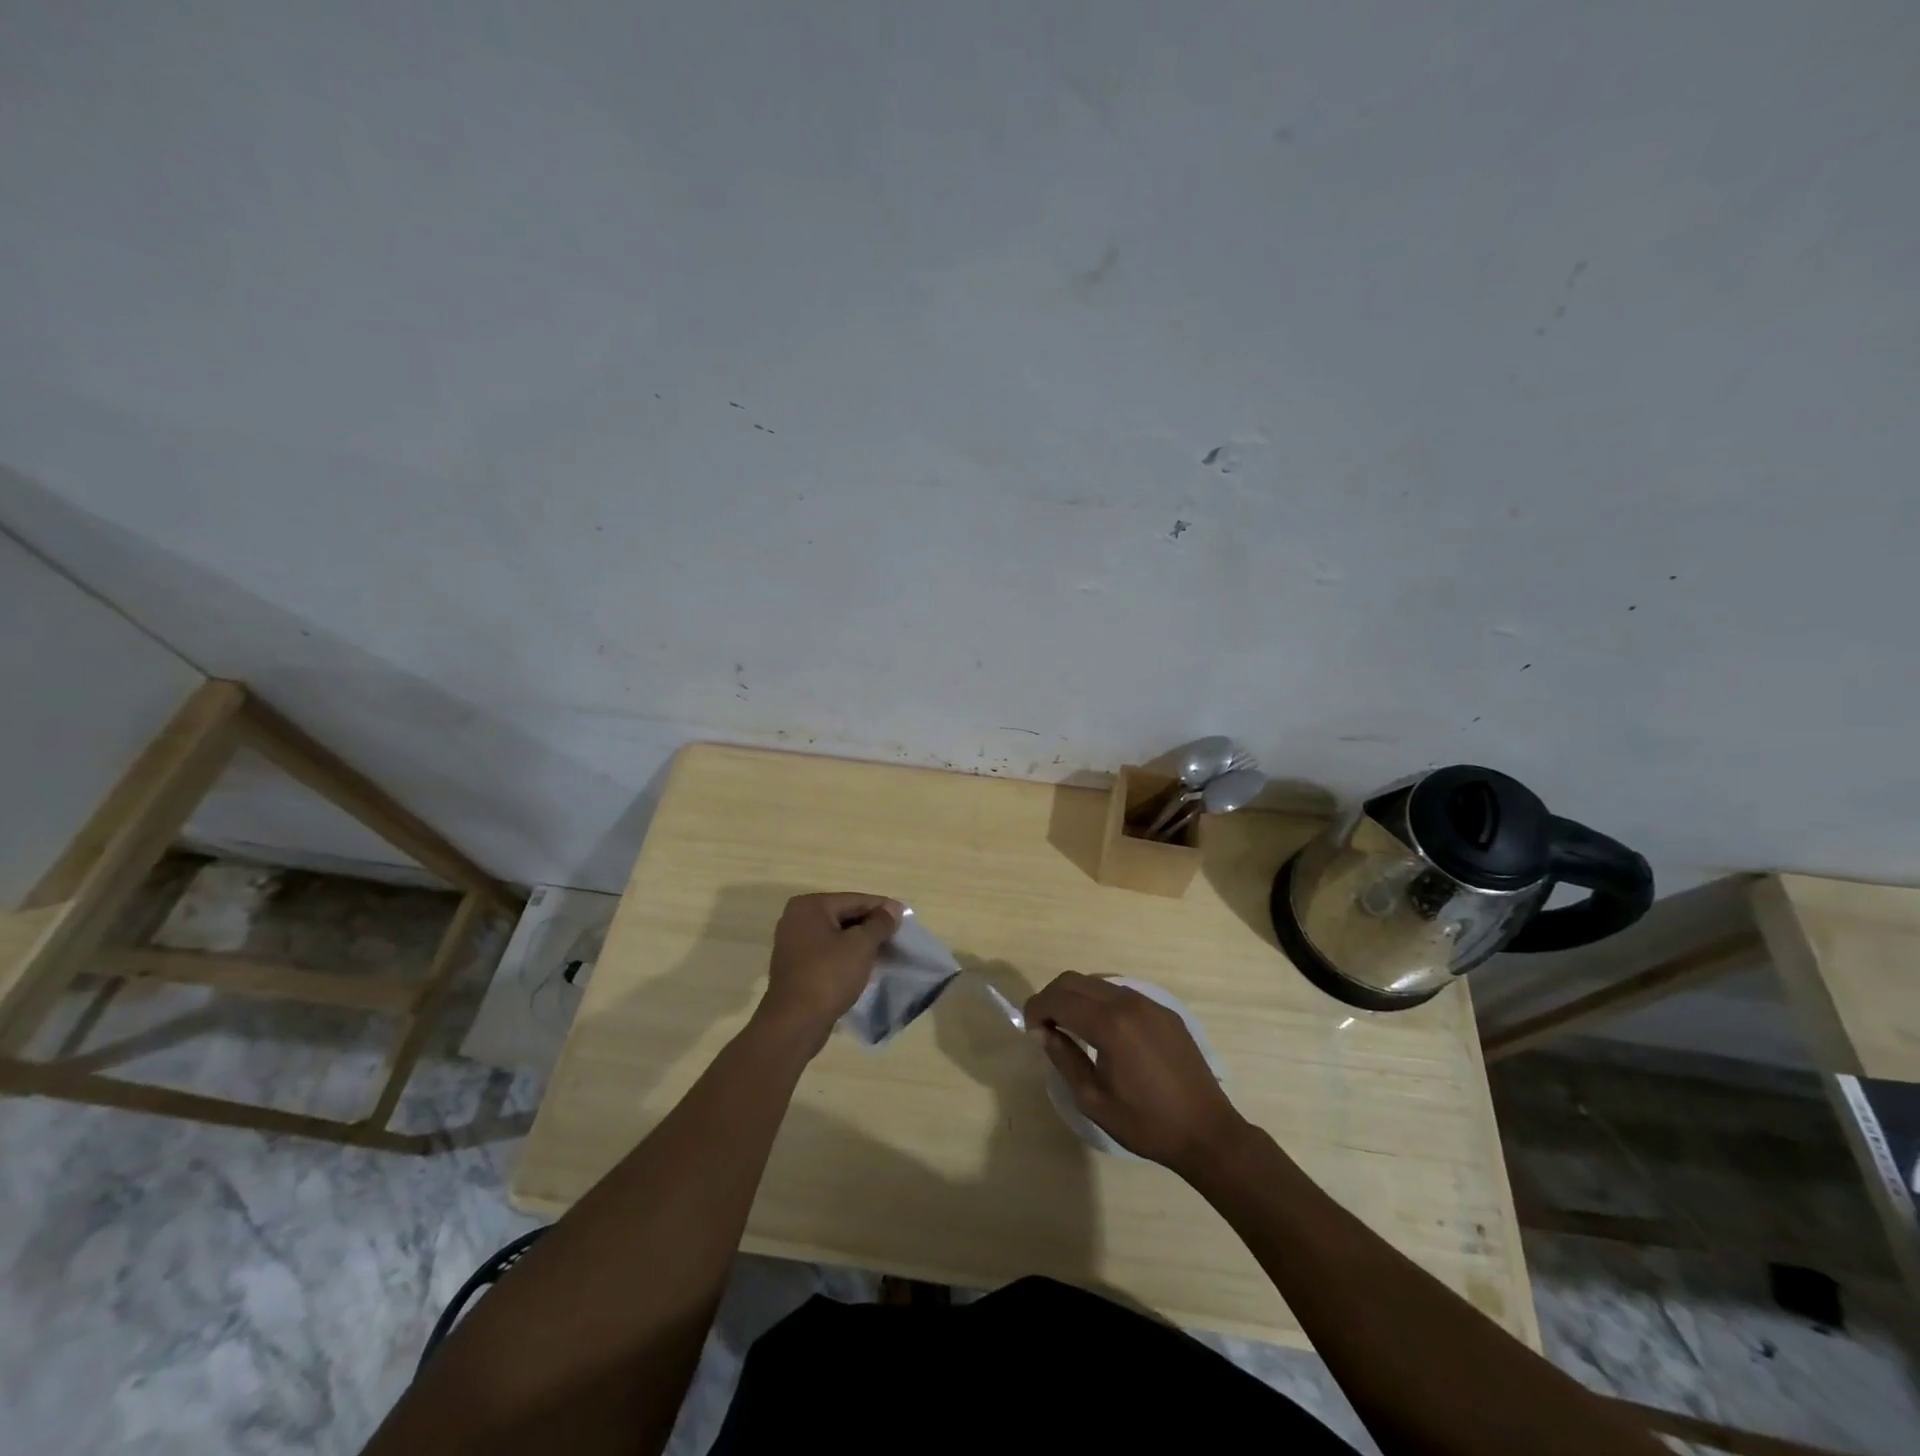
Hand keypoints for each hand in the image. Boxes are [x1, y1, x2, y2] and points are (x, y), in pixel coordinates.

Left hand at [754, 892, 903, 1050]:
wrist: (795, 1024)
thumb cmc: (829, 976)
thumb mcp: (861, 945)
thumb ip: (880, 923)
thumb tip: (893, 909)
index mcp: (810, 906)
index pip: (855, 900)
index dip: (883, 908)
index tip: (905, 917)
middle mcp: (797, 918)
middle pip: (844, 915)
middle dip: (871, 925)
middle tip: (898, 936)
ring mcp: (793, 943)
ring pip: (837, 935)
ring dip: (860, 942)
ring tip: (886, 950)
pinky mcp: (796, 966)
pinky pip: (828, 952)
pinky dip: (846, 955)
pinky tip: (864, 965)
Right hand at [1025, 971, 1246, 1173]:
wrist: (1207, 1132)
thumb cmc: (1146, 1123)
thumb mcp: (1093, 1100)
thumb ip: (1063, 1058)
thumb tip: (1043, 1032)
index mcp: (1109, 1025)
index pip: (1058, 999)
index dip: (1036, 1009)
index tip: (1031, 1031)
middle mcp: (1128, 1002)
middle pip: (1075, 980)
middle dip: (1052, 997)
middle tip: (1045, 1027)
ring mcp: (1149, 1003)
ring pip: (1098, 982)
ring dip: (1076, 997)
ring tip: (1071, 1028)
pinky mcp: (1164, 1011)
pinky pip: (1122, 993)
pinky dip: (1101, 1002)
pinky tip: (1104, 1031)